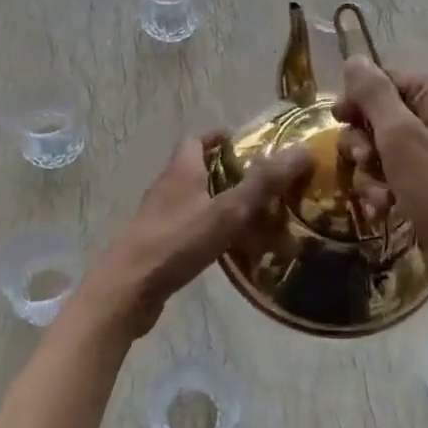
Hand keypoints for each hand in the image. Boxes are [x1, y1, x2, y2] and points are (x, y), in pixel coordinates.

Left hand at [78, 132, 312, 340]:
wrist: (126, 290)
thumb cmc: (176, 242)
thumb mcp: (227, 211)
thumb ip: (263, 183)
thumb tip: (302, 150)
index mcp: (181, 170)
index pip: (197, 139)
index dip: (219, 137)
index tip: (244, 143)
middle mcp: (166, 187)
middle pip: (196, 169)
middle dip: (225, 171)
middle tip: (259, 182)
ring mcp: (158, 217)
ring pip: (193, 200)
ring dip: (218, 203)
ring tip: (252, 216)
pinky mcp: (156, 245)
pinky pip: (188, 229)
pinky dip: (208, 231)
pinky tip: (228, 250)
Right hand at [331, 57, 427, 321]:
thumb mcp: (401, 138)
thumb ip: (373, 95)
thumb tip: (353, 58)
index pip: (385, 78)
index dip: (358, 98)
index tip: (336, 121)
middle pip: (382, 114)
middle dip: (363, 140)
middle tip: (362, 160)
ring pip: (384, 148)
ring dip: (371, 170)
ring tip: (378, 194)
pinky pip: (397, 174)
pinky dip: (385, 188)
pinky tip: (385, 208)